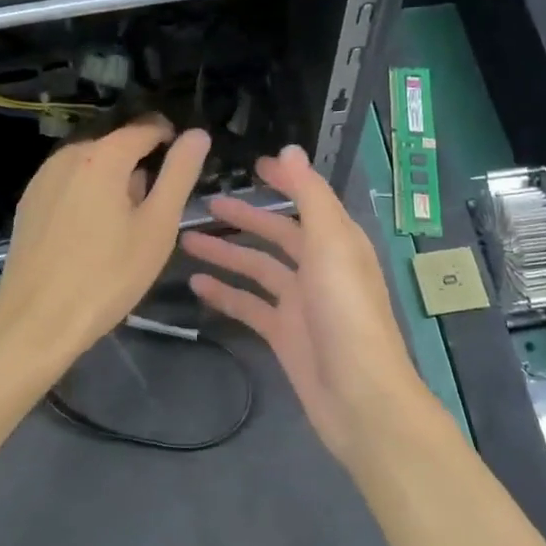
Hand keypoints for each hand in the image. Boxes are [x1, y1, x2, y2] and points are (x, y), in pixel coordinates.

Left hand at [0, 119, 209, 373]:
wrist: (37, 321)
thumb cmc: (108, 275)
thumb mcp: (158, 226)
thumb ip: (179, 174)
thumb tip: (197, 134)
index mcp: (102, 156)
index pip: (145, 127)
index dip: (170, 139)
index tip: (184, 166)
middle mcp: (68, 156)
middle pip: (116, 145)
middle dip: (141, 165)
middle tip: (158, 208)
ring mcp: (42, 179)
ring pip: (91, 165)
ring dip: (113, 181)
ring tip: (127, 224)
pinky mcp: (28, 203)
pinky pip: (69, 184)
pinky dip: (88, 195)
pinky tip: (93, 233)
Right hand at [181, 144, 425, 460]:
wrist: (358, 395)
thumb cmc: (347, 312)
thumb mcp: (332, 244)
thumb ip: (310, 196)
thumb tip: (290, 150)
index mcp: (338, 242)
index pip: (308, 200)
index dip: (284, 181)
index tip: (252, 165)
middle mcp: (320, 267)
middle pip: (279, 234)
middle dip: (246, 217)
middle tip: (207, 203)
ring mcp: (300, 302)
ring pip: (258, 269)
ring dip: (227, 254)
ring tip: (186, 240)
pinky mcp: (283, 334)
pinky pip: (249, 306)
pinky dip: (226, 294)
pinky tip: (196, 285)